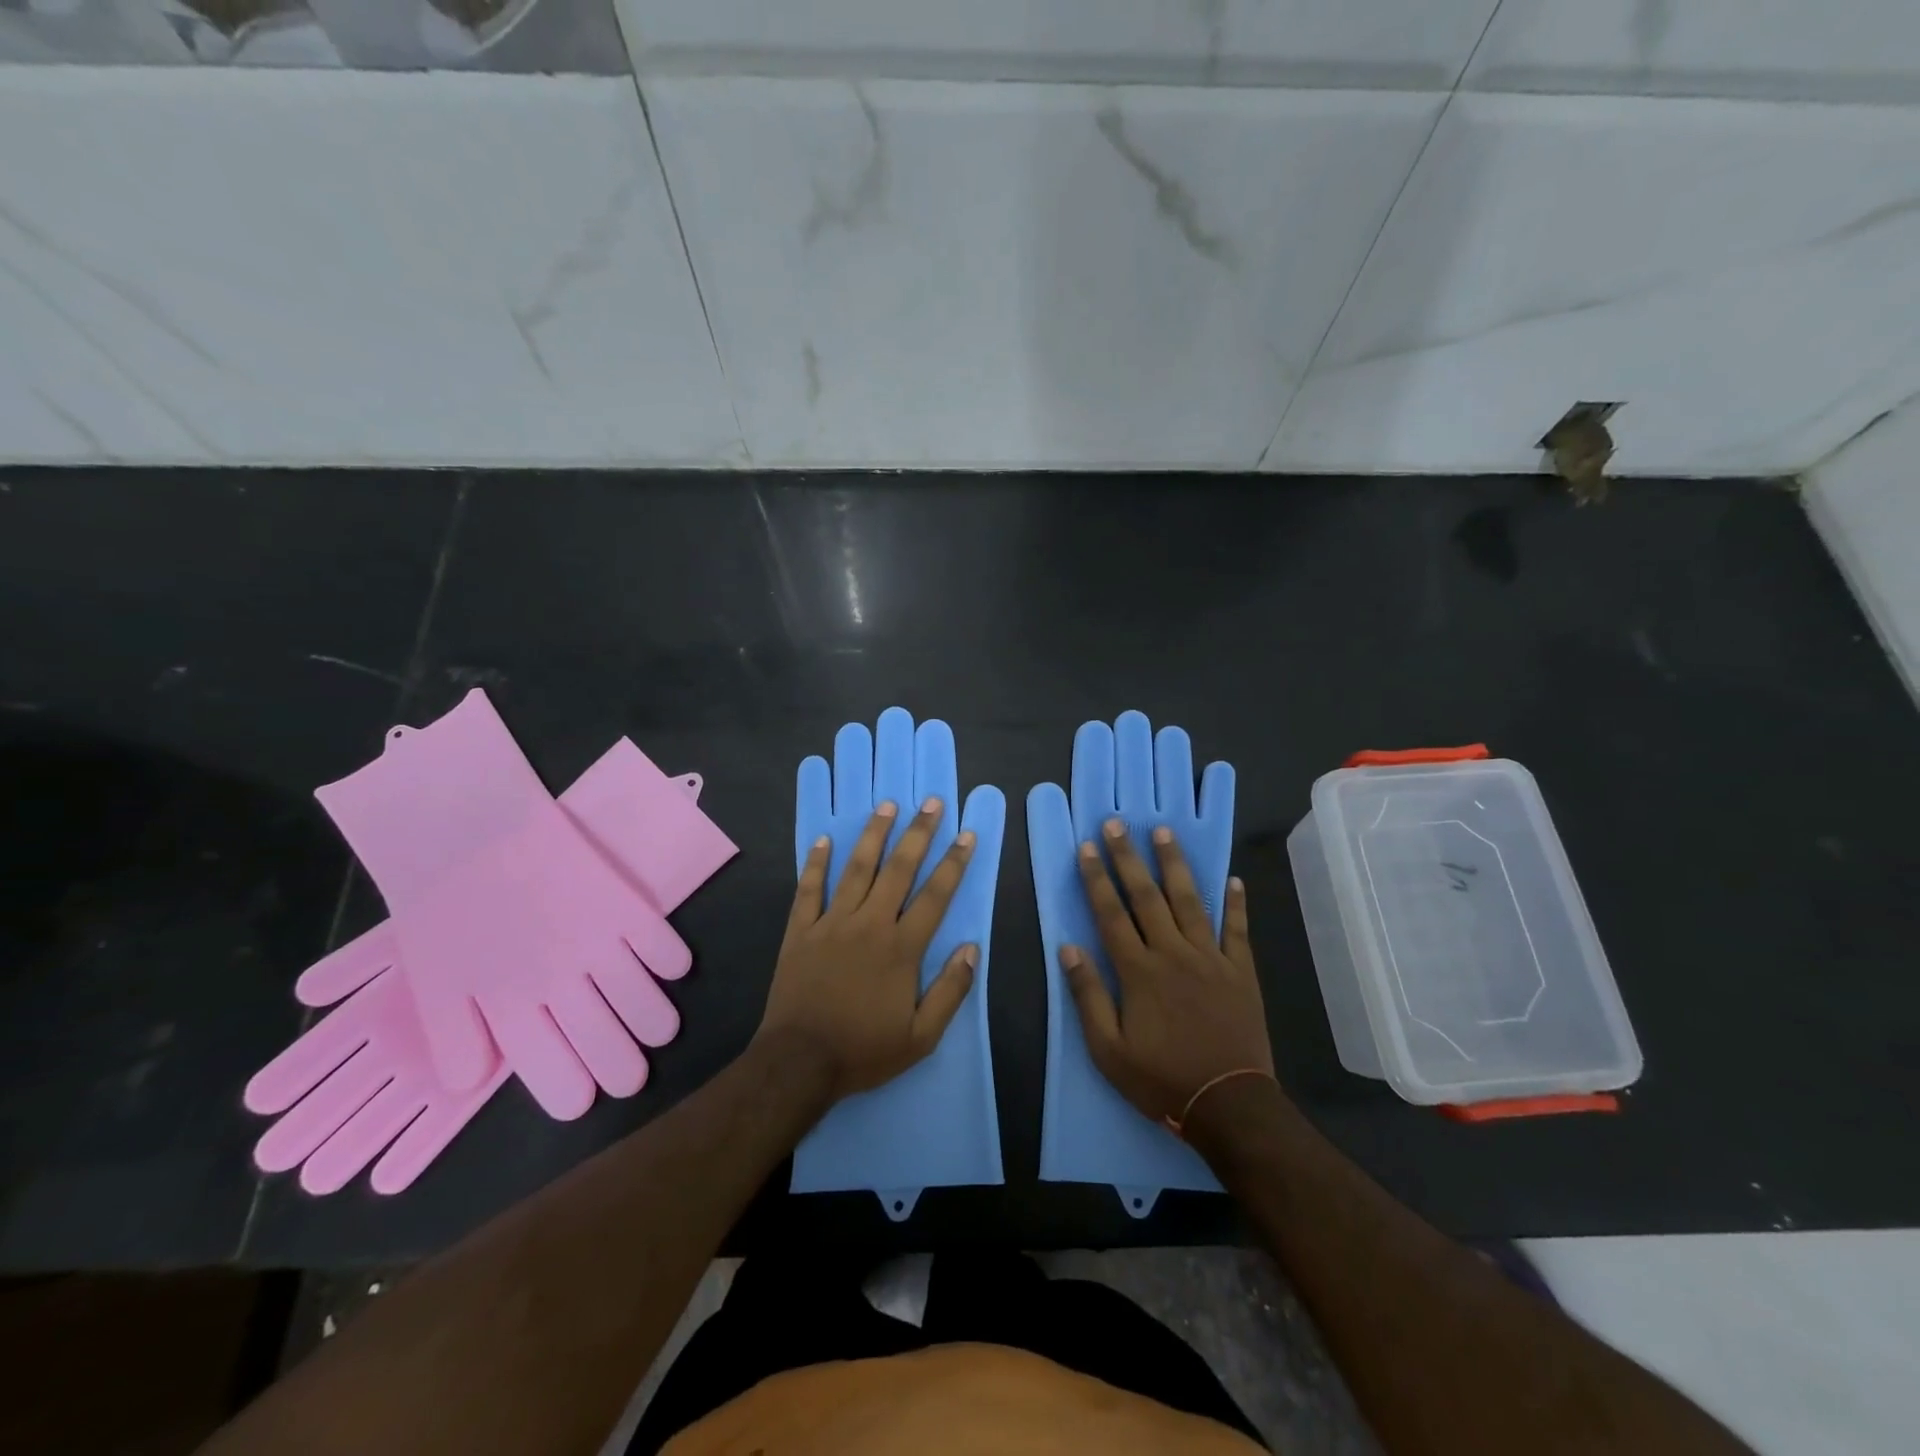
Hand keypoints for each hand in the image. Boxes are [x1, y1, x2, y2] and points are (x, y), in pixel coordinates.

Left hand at [757, 798, 977, 1102]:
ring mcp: (831, 923)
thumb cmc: (863, 1051)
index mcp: (901, 948)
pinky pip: (809, 889)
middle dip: (918, 834)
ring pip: (856, 869)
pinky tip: (824, 840)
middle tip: (932, 803)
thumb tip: (971, 948)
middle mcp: (869, 924)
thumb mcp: (921, 1037)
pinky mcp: (800, 931)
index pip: (935, 896)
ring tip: (887, 805)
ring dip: (874, 835)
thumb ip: (950, 991)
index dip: (954, 863)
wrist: (799, 1063)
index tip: (966, 834)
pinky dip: (816, 863)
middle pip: (898, 869)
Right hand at [1063, 818, 1273, 1127]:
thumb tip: (1067, 949)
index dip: (1097, 879)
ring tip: (1164, 833)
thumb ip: (1087, 996)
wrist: (1229, 1104)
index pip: (1111, 914)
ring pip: (1189, 901)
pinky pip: (1237, 930)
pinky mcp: (1240, 971)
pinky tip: (1232, 879)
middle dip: (1129, 858)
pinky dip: (1235, 903)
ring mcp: (1210, 959)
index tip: (1087, 848)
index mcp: (1138, 971)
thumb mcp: (1108, 1050)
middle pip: (1147, 897)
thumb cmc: (1161, 1079)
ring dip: (1174, 865)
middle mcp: (1173, 954)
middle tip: (1118, 824)